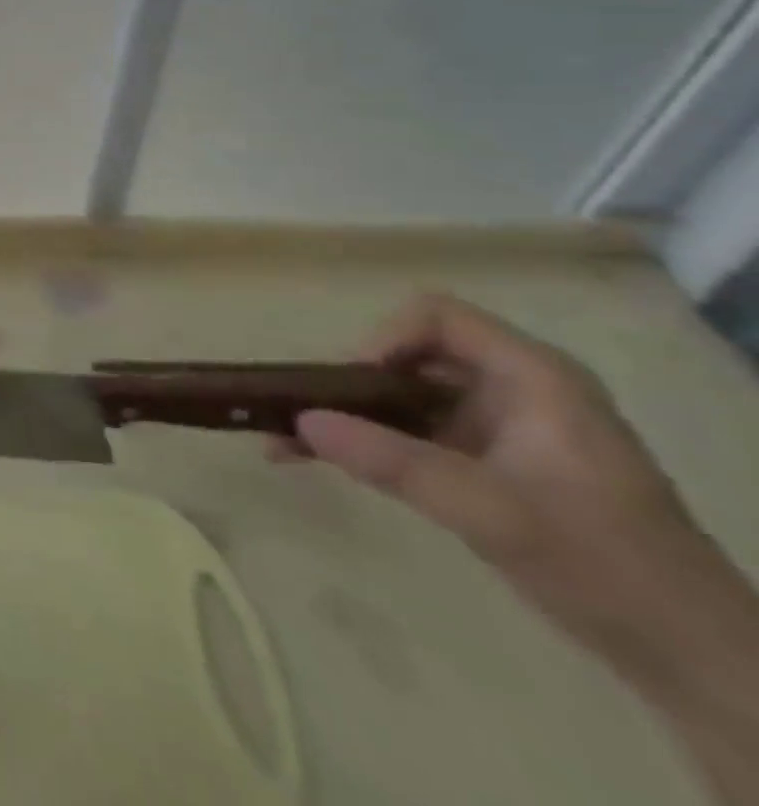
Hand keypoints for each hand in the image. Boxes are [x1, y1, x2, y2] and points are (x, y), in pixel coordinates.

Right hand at [285, 294, 737, 663]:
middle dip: (348, 383)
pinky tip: (315, 459)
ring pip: (402, 396)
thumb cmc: (605, 566)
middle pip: (410, 355)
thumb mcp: (493, 512)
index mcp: (532, 376)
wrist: (692, 660)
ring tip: (286, 438)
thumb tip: (301, 420)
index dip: (384, 337)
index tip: (349, 384)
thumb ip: (395, 463)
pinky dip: (365, 443)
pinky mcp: (485, 463)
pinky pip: (409, 433)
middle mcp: (511, 388)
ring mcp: (498, 427)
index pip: (437, 317)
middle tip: (301, 412)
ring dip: (345, 415)